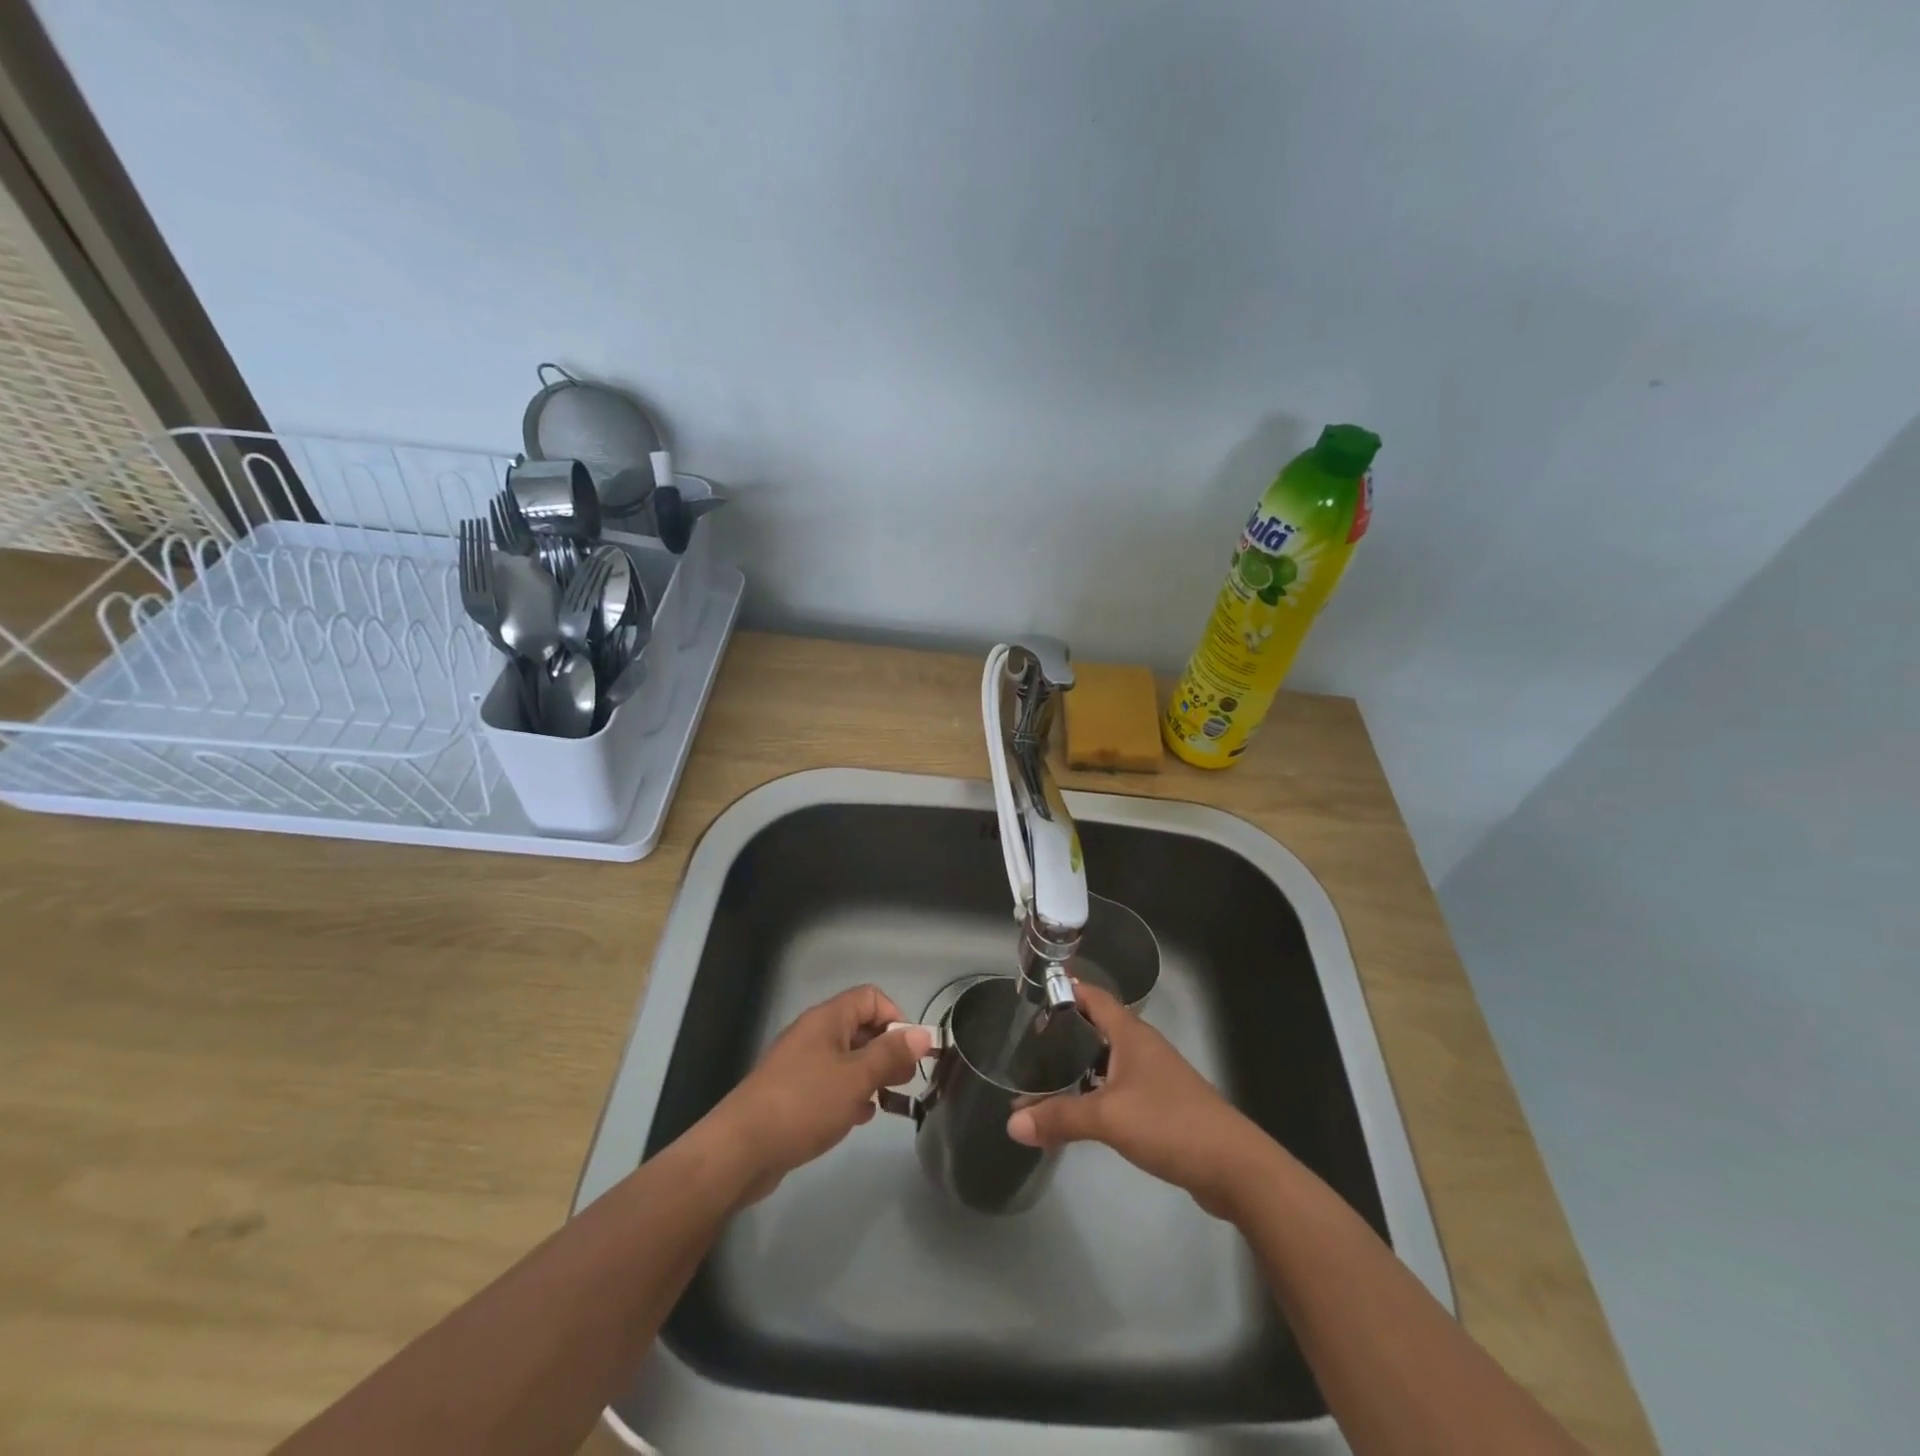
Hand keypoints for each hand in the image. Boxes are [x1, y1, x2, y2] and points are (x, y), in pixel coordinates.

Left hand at [706, 985, 933, 1204]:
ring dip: (869, 1076)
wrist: (742, 1149)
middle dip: (886, 1051)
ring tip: (884, 1103)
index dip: (895, 1017)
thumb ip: (891, 1055)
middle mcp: (813, 1034)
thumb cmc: (805, 1103)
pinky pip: (829, 1083)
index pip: (871, 997)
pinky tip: (857, 1118)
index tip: (908, 1051)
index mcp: (827, 1019)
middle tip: (903, 1081)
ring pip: (846, 1058)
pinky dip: (848, 1094)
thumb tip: (923, 1034)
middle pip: (860, 1027)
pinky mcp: (791, 1093)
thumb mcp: (857, 1077)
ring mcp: (800, 1064)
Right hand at [1005, 981, 1265, 1217]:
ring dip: (1078, 1065)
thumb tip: (1011, 1123)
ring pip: (1107, 1060)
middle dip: (1065, 1031)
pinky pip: (1119, 1087)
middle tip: (1027, 1042)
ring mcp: (1154, 1076)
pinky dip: (1096, 1091)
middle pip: (1098, 1027)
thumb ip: (1059, 1117)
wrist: (1234, 1167)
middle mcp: (1142, 1047)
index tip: (1032, 995)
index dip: (1065, 990)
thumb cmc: (1170, 1123)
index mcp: (1131, 1034)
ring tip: (1043, 1077)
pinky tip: (1079, 1110)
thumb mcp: (1108, 1117)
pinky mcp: (1162, 1105)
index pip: (1093, 996)